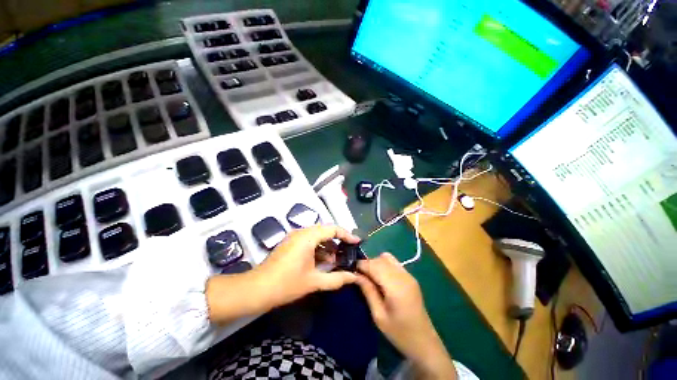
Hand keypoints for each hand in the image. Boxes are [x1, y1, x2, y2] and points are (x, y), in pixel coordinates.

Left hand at [254, 225, 360, 308]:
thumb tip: (354, 277)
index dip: (346, 235)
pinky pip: (309, 241)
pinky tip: (322, 262)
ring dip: (327, 246)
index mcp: (308, 237)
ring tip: (335, 261)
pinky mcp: (290, 243)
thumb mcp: (314, 282)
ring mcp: (294, 237)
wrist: (256, 289)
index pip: (332, 229)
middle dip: (337, 241)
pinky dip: (318, 249)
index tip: (357, 243)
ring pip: (317, 236)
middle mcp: (301, 232)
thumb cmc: (286, 284)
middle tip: (347, 252)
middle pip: (325, 231)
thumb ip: (336, 279)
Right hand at [356, 253, 455, 378]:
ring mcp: (408, 275)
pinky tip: (381, 278)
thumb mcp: (379, 315)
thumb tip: (355, 274)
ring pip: (387, 258)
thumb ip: (368, 291)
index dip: (361, 264)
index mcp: (395, 286)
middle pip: (380, 259)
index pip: (374, 265)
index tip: (351, 269)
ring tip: (370, 277)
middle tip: (359, 275)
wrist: (424, 342)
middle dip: (368, 263)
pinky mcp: (410, 277)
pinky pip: (394, 263)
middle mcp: (403, 275)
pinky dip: (384, 265)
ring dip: (376, 263)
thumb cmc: (399, 333)